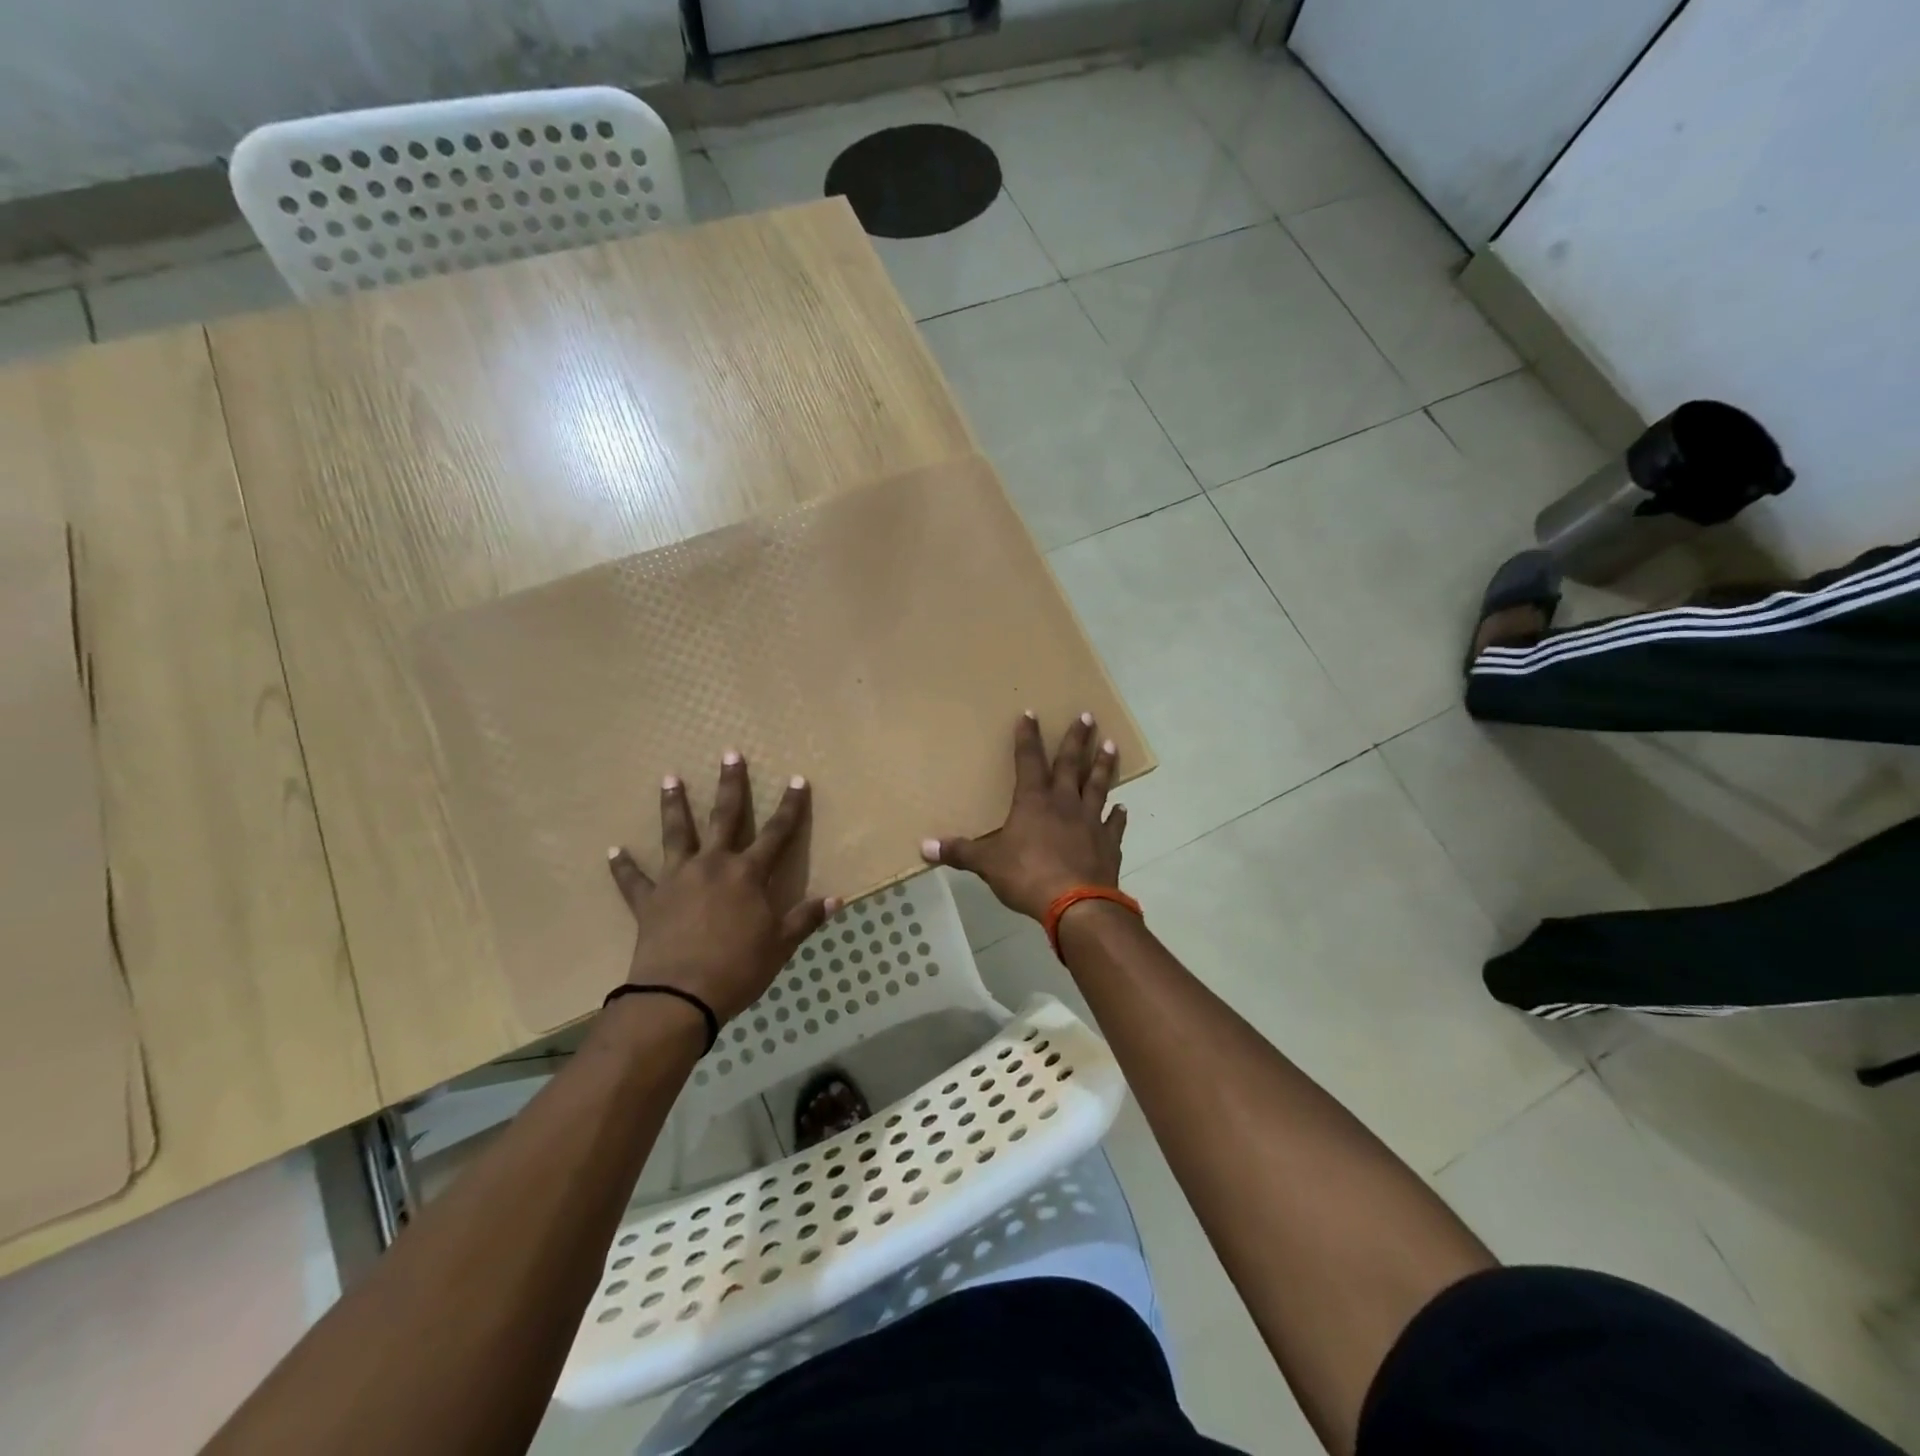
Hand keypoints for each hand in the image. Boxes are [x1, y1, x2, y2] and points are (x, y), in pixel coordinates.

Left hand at [608, 754, 838, 1023]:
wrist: (679, 997)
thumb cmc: (738, 969)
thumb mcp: (780, 945)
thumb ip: (805, 919)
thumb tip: (836, 899)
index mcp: (748, 874)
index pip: (777, 832)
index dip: (790, 806)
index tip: (798, 779)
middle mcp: (713, 865)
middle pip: (725, 817)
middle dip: (731, 784)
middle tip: (730, 753)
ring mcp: (678, 879)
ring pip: (676, 834)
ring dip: (674, 805)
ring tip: (670, 778)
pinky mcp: (649, 900)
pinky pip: (633, 880)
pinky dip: (623, 866)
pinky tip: (613, 850)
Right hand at [920, 712, 1125, 920]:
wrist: (1077, 904)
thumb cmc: (1027, 876)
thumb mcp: (987, 864)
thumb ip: (960, 852)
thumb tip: (924, 847)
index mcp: (1033, 802)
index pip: (1028, 760)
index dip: (1027, 737)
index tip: (1030, 714)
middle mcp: (1064, 803)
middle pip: (1071, 764)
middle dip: (1076, 739)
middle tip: (1087, 716)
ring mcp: (1090, 822)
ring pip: (1098, 785)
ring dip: (1104, 765)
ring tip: (1112, 744)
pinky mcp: (1108, 844)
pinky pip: (1114, 825)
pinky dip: (1118, 816)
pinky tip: (1123, 807)